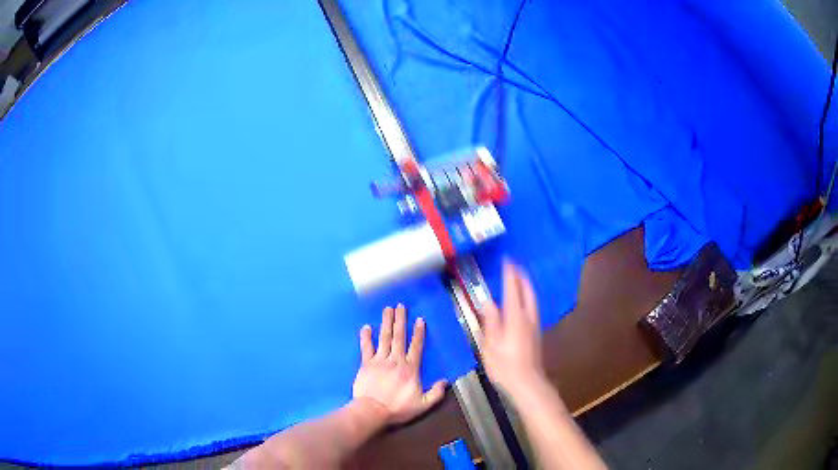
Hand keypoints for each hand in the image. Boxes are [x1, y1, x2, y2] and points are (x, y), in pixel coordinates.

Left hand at [352, 304, 446, 423]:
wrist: (372, 410)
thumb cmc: (398, 408)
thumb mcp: (422, 405)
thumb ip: (435, 393)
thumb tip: (445, 382)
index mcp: (410, 369)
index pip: (416, 347)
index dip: (418, 333)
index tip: (419, 319)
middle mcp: (396, 360)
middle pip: (399, 337)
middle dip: (400, 320)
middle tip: (400, 305)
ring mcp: (379, 360)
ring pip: (384, 338)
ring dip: (386, 322)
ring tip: (387, 309)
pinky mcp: (366, 364)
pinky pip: (366, 347)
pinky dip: (366, 337)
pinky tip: (366, 327)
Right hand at [478, 261, 545, 395]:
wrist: (527, 382)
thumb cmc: (505, 365)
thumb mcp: (490, 345)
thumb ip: (490, 322)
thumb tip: (486, 302)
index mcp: (515, 318)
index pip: (512, 289)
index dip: (510, 274)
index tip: (507, 260)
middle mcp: (527, 317)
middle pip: (527, 291)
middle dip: (522, 276)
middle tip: (515, 265)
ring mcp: (534, 325)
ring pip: (532, 298)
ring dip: (526, 285)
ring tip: (520, 278)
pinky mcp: (536, 332)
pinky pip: (533, 306)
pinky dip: (528, 296)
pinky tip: (523, 301)